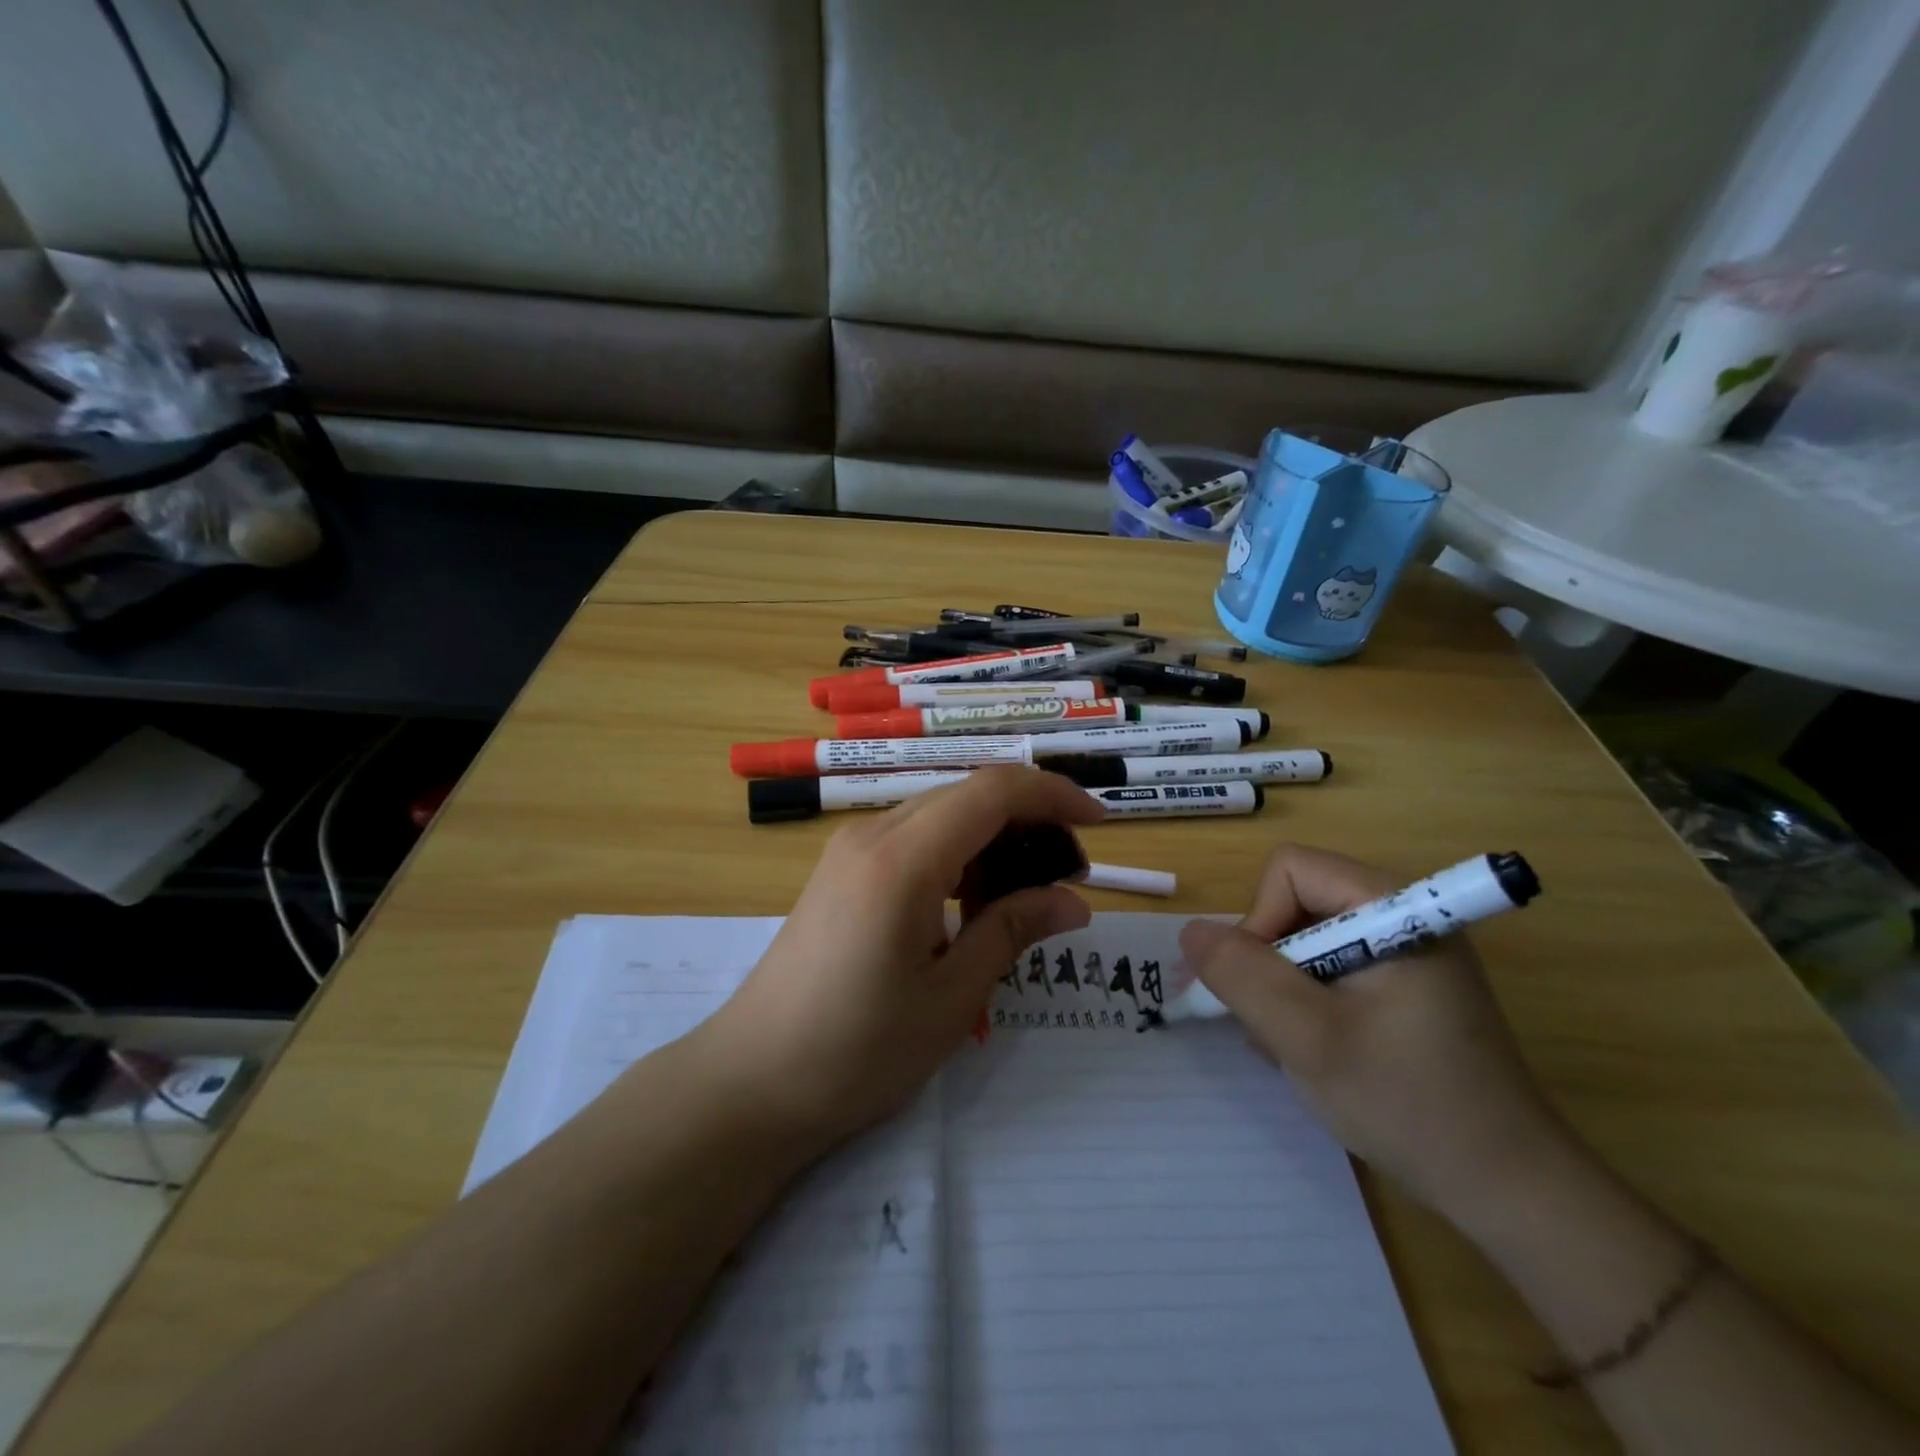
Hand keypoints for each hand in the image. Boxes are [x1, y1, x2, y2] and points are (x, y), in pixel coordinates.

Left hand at [697, 767, 1100, 1151]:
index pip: (993, 791)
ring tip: (1024, 899)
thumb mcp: (950, 998)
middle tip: (1067, 877)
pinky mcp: (842, 870)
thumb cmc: (856, 1050)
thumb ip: (1012, 932)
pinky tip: (969, 906)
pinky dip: (957, 856)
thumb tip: (1073, 901)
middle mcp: (873, 834)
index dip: (1053, 795)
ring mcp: (850, 849)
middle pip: (968, 796)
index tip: (1099, 826)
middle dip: (1029, 822)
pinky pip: (914, 839)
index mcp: (902, 859)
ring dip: (992, 841)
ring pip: (942, 815)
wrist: (752, 1079)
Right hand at [1179, 844, 1572, 1221]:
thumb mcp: (1308, 1039)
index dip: (1261, 920)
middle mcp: (1403, 915)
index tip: (1266, 989)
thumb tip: (1191, 931)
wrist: (1510, 1191)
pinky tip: (1317, 1051)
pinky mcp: (1405, 986)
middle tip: (1272, 1025)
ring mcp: (1407, 952)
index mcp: (1395, 908)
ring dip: (1283, 988)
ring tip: (1295, 1047)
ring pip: (1306, 938)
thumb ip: (1242, 976)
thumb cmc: (1409, 1104)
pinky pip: (1330, 968)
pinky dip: (1307, 1002)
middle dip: (1268, 961)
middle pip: (1296, 902)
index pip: (1291, 871)